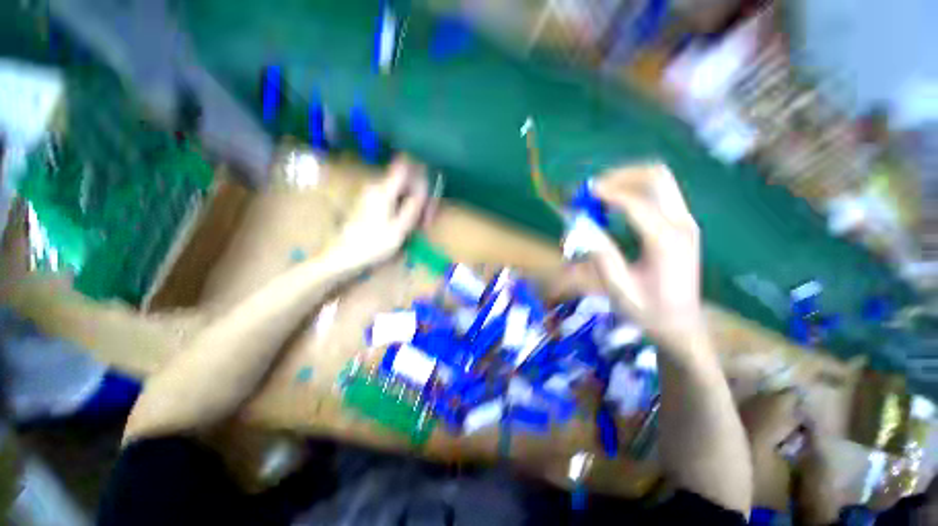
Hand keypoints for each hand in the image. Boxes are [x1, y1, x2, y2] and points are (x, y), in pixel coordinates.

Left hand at [328, 156, 428, 267]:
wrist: (344, 255)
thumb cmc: (373, 244)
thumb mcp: (399, 229)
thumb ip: (413, 206)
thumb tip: (424, 187)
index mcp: (384, 190)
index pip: (405, 167)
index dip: (421, 173)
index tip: (430, 189)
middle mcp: (377, 186)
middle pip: (406, 181)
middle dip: (420, 196)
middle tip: (426, 220)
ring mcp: (373, 193)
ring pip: (401, 191)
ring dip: (414, 204)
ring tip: (419, 226)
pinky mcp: (371, 201)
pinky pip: (394, 198)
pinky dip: (404, 207)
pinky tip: (407, 224)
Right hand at [589, 164, 704, 348]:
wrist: (681, 324)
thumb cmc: (648, 310)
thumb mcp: (619, 288)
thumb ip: (600, 255)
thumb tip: (582, 225)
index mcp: (666, 242)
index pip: (635, 203)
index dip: (605, 193)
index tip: (580, 195)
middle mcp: (681, 224)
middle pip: (655, 177)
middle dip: (620, 176)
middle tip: (592, 190)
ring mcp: (685, 221)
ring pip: (658, 180)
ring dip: (626, 180)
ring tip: (600, 195)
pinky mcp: (682, 223)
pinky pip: (659, 192)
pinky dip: (634, 190)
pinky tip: (615, 205)